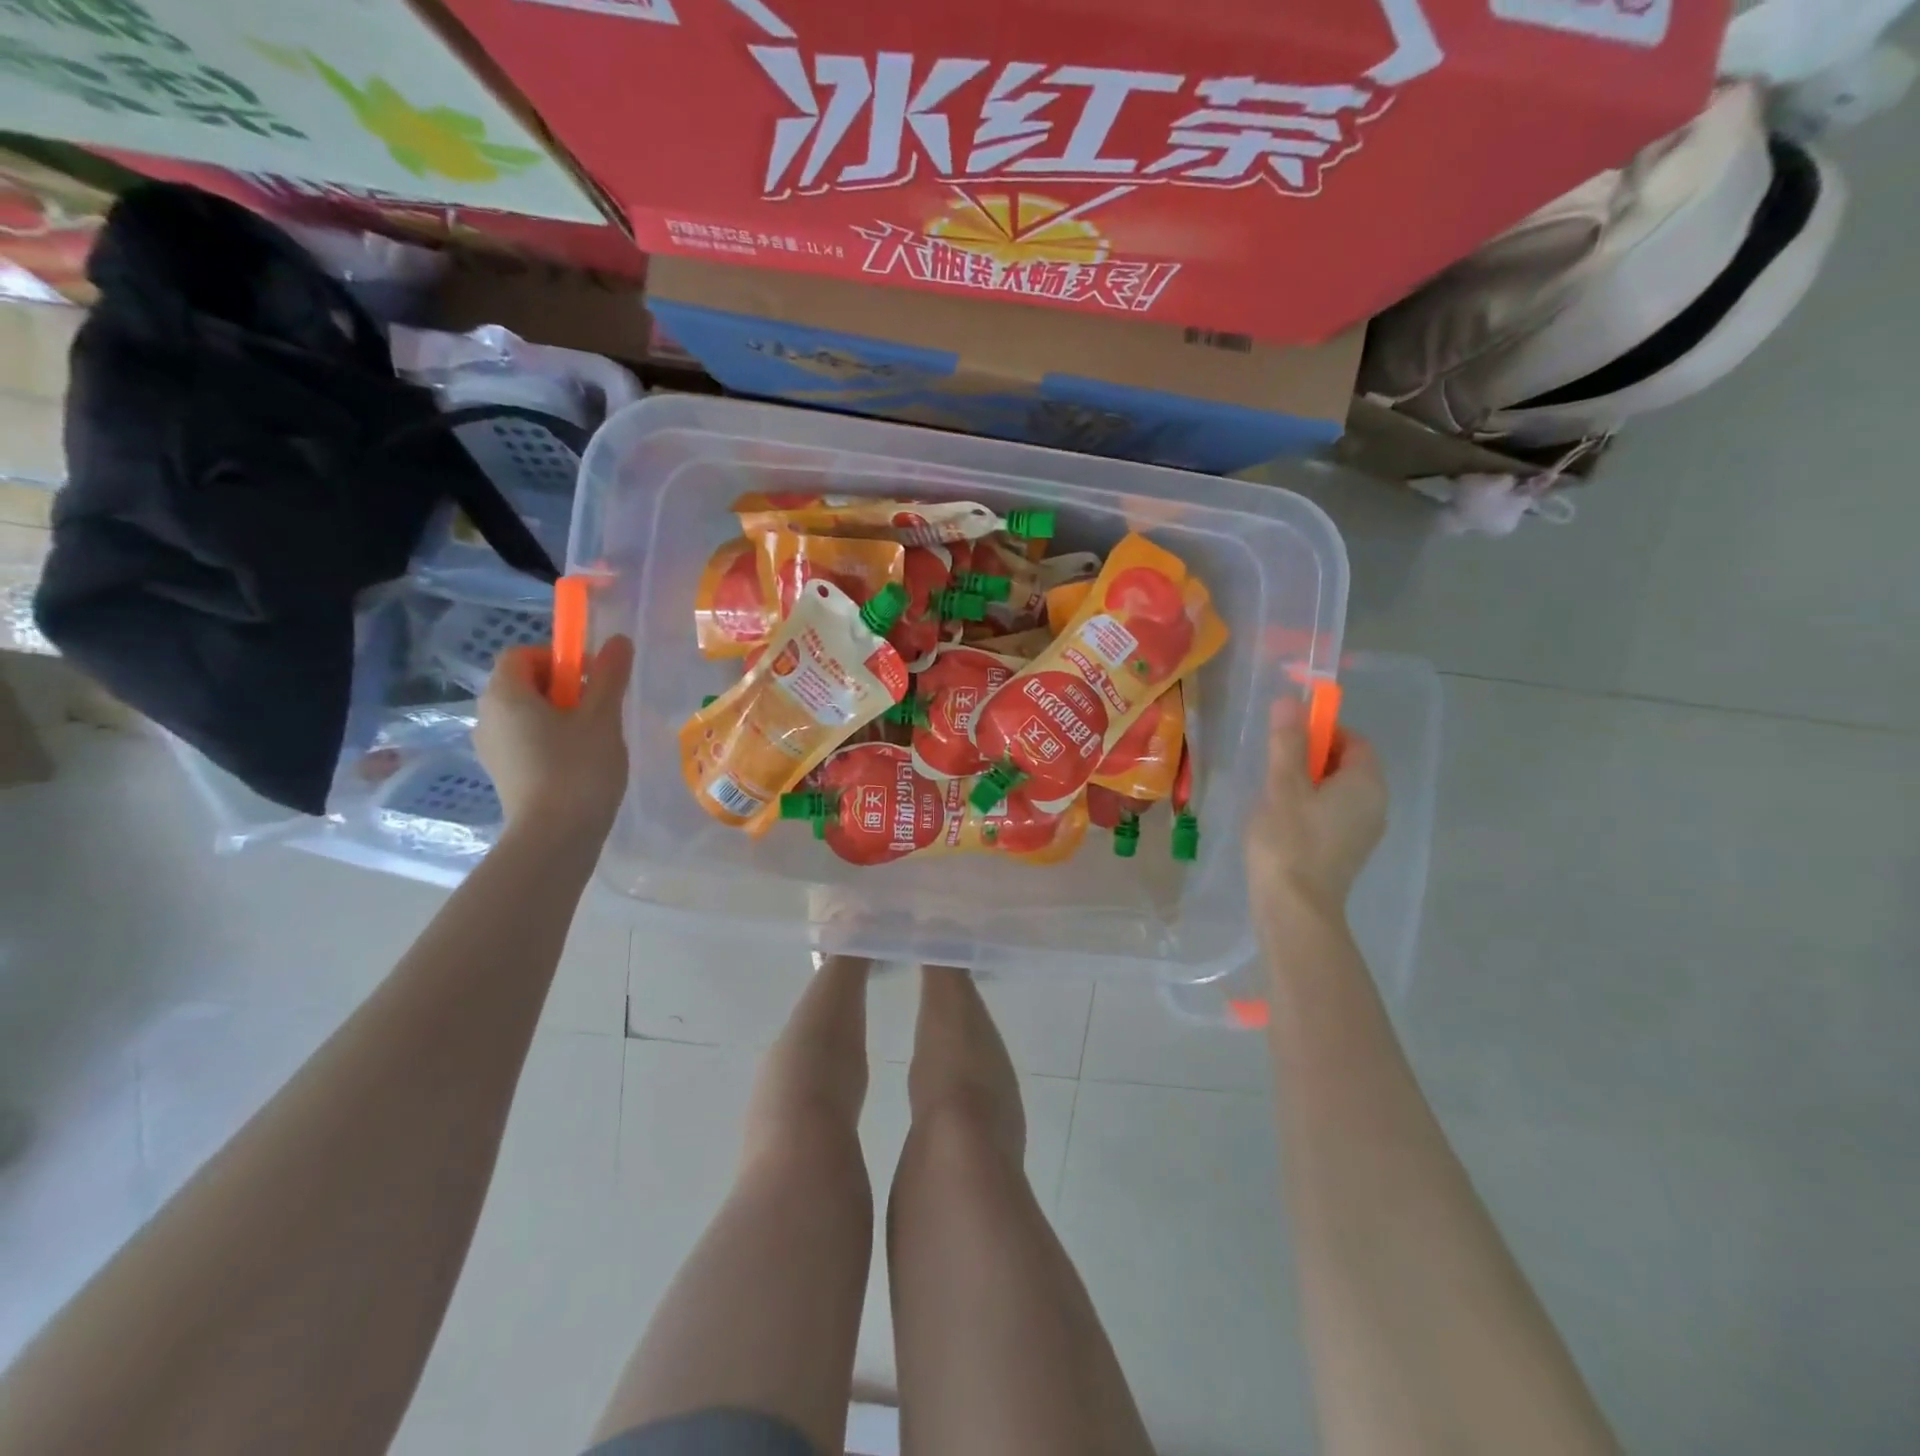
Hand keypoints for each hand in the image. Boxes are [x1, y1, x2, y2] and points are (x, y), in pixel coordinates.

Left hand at [476, 636, 633, 836]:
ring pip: (526, 715)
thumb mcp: (602, 717)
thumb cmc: (578, 768)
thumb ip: (609, 675)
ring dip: (560, 716)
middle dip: (564, 688)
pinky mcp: (502, 774)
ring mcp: (491, 748)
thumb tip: (617, 640)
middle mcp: (487, 716)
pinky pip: (525, 741)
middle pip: (524, 683)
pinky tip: (579, 764)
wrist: (555, 837)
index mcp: (505, 695)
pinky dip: (550, 741)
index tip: (591, 679)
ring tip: (594, 740)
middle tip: (599, 710)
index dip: (558, 657)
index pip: (523, 654)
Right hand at [1244, 694, 1387, 936]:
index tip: (1287, 740)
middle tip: (1274, 768)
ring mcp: (1363, 831)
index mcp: (1366, 784)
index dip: (1322, 731)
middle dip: (1311, 757)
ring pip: (1337, 791)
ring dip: (1307, 784)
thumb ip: (1287, 742)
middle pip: (1347, 765)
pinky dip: (1310, 808)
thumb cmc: (1289, 841)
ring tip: (1271, 795)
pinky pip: (1332, 815)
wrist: (1294, 909)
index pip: (1354, 740)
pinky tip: (1280, 822)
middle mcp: (1375, 804)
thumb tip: (1290, 701)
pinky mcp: (1346, 851)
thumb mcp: (1283, 785)